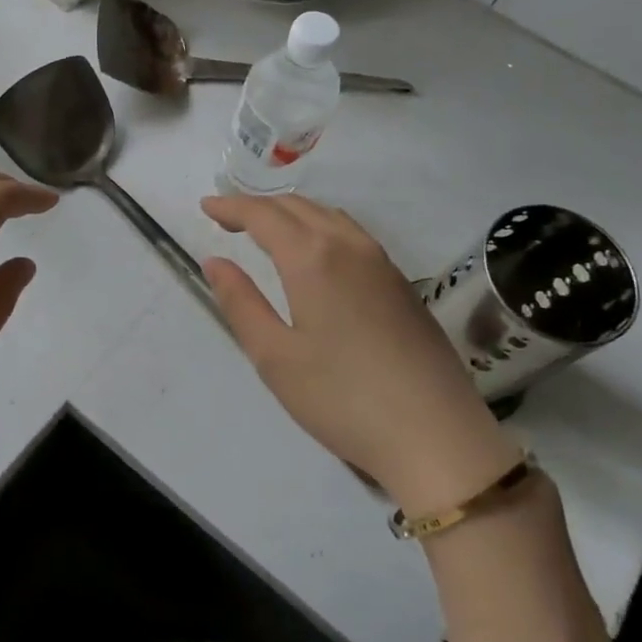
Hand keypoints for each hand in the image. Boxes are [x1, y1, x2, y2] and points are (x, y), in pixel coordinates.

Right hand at [200, 194, 518, 512]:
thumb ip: (240, 302)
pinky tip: (316, 253)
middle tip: (228, 218)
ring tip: (268, 230)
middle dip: (259, 206)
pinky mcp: (402, 284)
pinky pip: (352, 234)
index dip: (231, 207)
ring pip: (329, 216)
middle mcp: (349, 246)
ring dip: (292, 213)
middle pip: (297, 207)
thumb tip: (215, 262)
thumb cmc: (342, 398)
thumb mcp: (274, 357)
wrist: (436, 435)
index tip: (206, 207)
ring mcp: (382, 262)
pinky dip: (321, 227)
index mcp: (312, 258)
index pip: (263, 215)